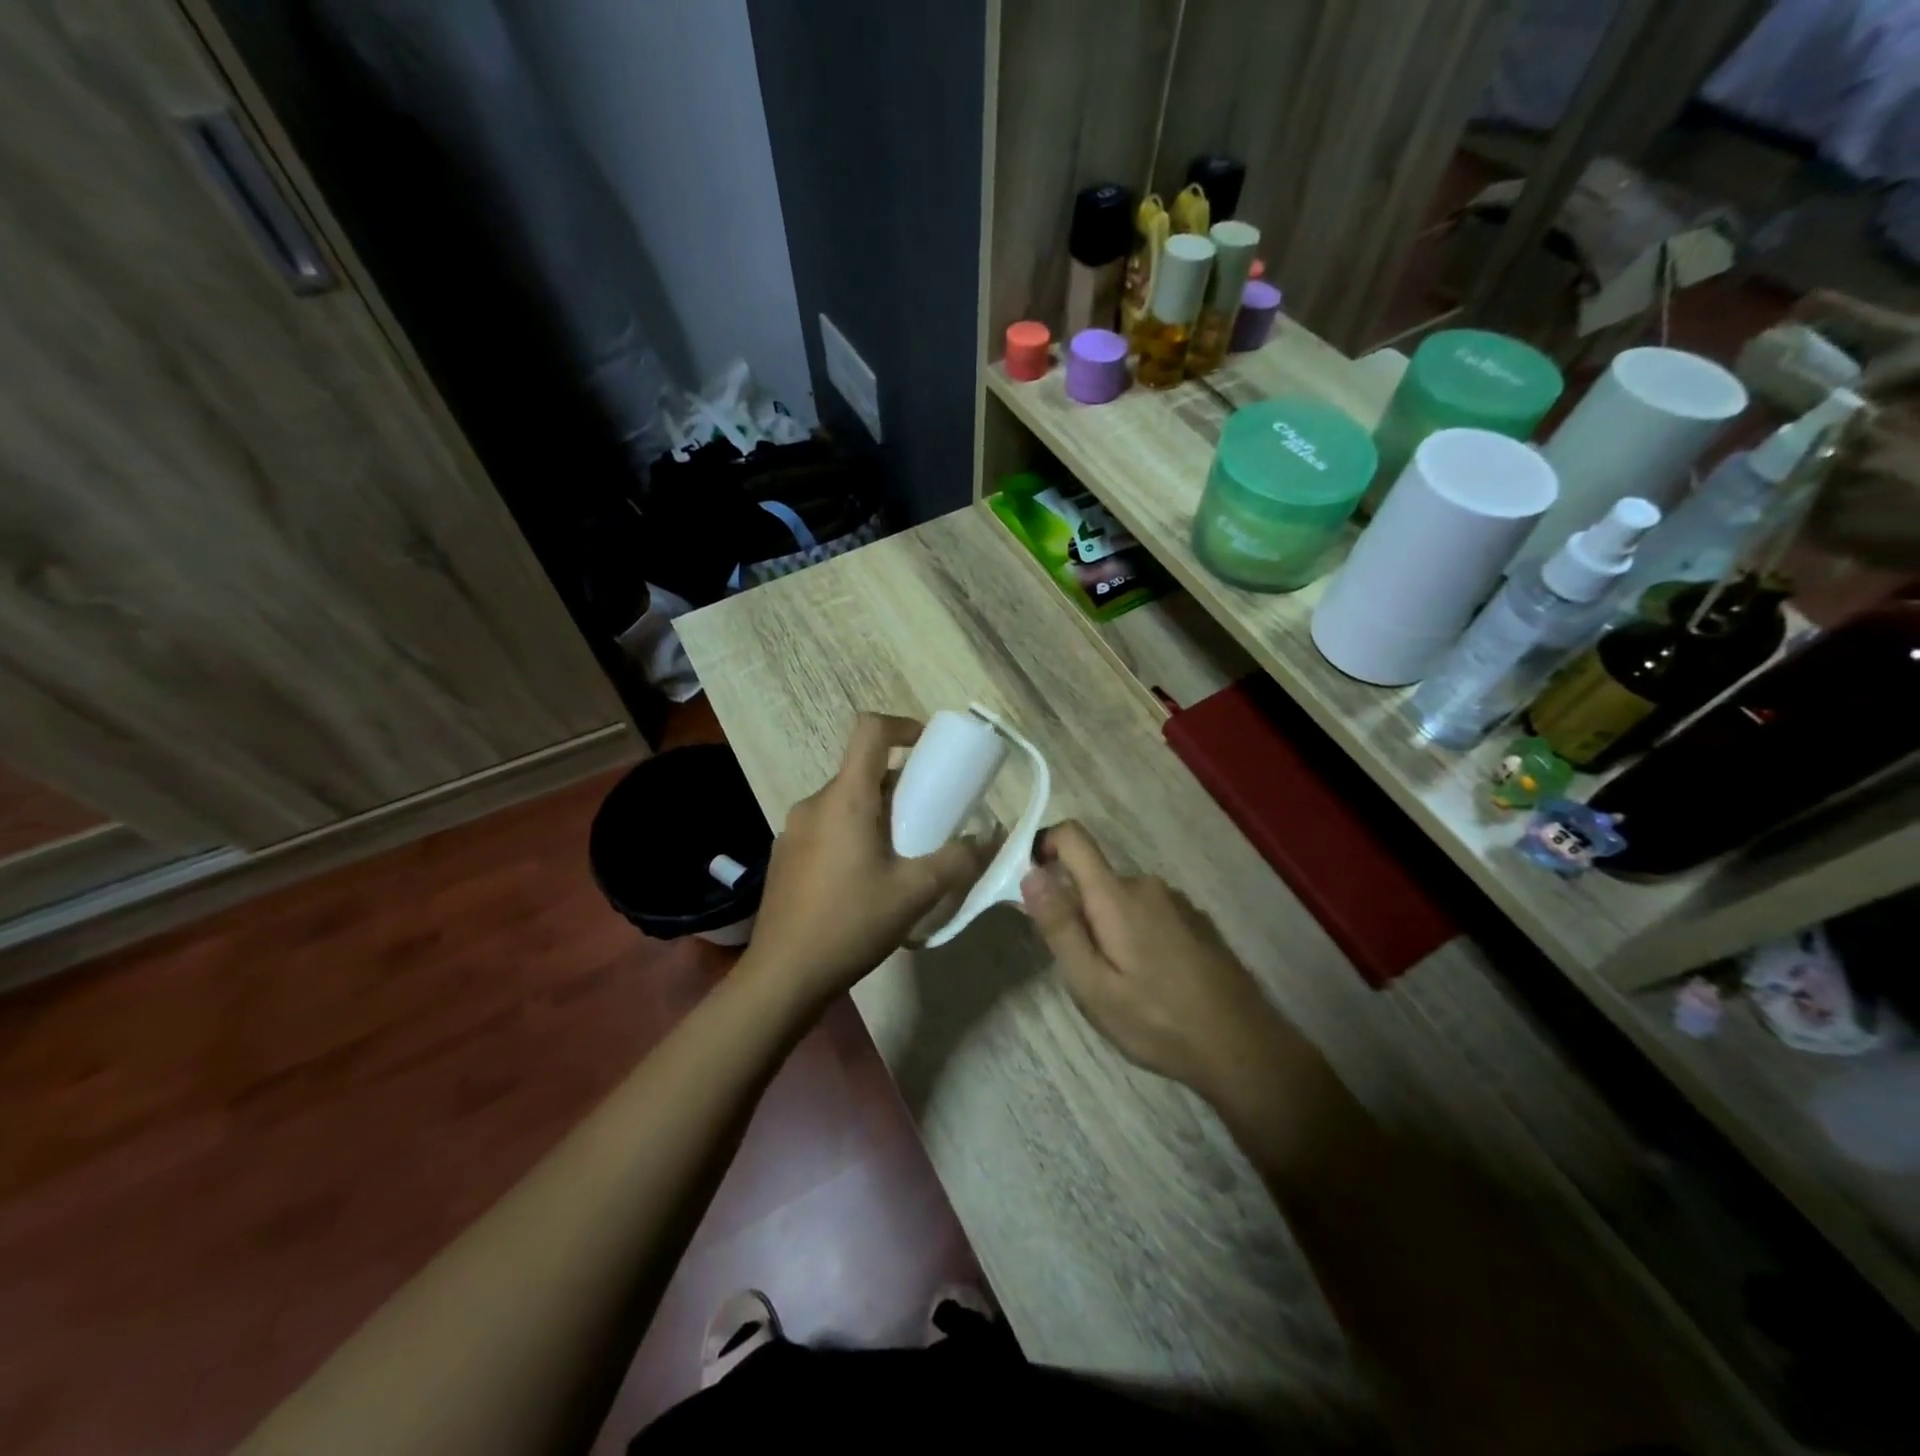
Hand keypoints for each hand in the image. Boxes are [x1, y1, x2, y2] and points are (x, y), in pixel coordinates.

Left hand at [745, 713, 989, 1001]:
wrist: (784, 975)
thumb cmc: (851, 922)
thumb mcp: (915, 892)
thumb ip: (957, 860)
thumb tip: (989, 837)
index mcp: (845, 798)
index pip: (869, 730)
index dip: (903, 726)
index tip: (929, 748)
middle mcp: (815, 803)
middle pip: (861, 771)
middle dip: (900, 785)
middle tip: (929, 817)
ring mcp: (794, 830)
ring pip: (845, 802)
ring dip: (877, 813)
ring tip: (902, 854)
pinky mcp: (785, 856)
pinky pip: (827, 827)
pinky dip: (853, 834)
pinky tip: (865, 880)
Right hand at [1019, 821, 1294, 1106]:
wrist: (1244, 1048)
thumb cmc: (1158, 1021)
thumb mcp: (1093, 986)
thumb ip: (1060, 927)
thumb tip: (1031, 874)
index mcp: (1116, 896)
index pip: (1073, 838)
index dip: (1044, 846)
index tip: (1032, 884)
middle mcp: (1146, 885)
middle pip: (1094, 878)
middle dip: (1077, 911)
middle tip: (1083, 969)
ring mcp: (1176, 901)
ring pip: (1120, 900)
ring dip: (1108, 927)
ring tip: (1120, 983)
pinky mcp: (1195, 920)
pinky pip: (1148, 913)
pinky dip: (1136, 935)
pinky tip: (1153, 981)